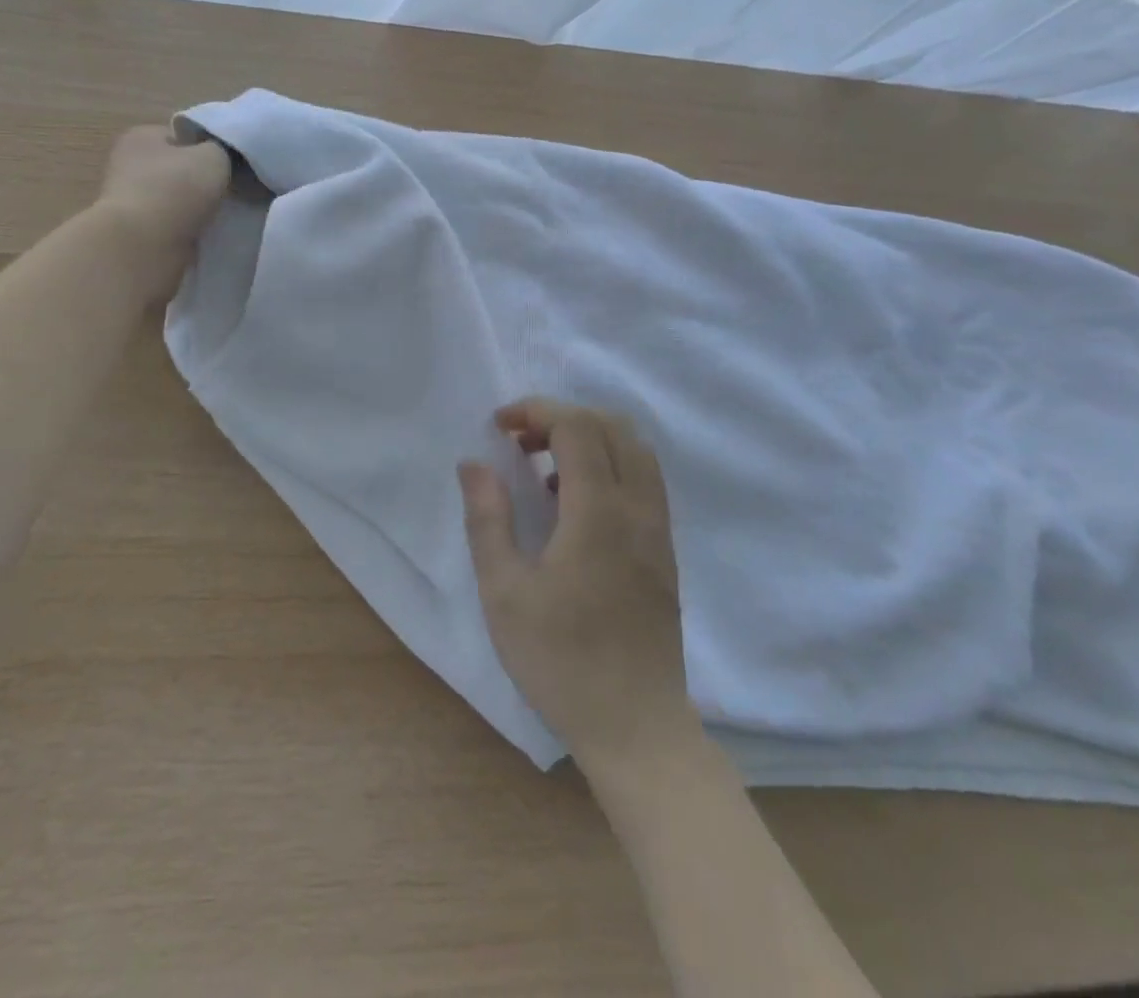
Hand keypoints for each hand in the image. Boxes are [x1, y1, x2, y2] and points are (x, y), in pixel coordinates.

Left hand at [94, 125, 231, 300]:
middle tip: (228, 192)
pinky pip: (170, 227)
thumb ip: (221, 150)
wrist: (144, 247)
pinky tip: (202, 236)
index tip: (227, 166)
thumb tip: (218, 158)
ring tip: (219, 217)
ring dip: (193, 209)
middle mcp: (127, 164)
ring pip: (174, 200)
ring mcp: (128, 202)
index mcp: (140, 137)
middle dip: (199, 182)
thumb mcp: (213, 156)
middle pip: (176, 169)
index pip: (180, 136)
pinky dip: (185, 231)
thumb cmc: (176, 190)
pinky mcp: (134, 234)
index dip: (206, 148)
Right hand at [459, 399, 691, 767]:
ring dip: (590, 438)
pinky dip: (610, 465)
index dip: (537, 411)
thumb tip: (474, 463)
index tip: (500, 426)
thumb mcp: (504, 592)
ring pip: (636, 450)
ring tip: (544, 466)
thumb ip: (487, 519)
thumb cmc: (561, 660)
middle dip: (562, 417)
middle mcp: (638, 509)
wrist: (636, 727)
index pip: (577, 427)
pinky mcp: (664, 551)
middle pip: (612, 426)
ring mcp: (659, 530)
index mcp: (599, 513)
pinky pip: (644, 481)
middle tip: (520, 441)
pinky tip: (574, 503)